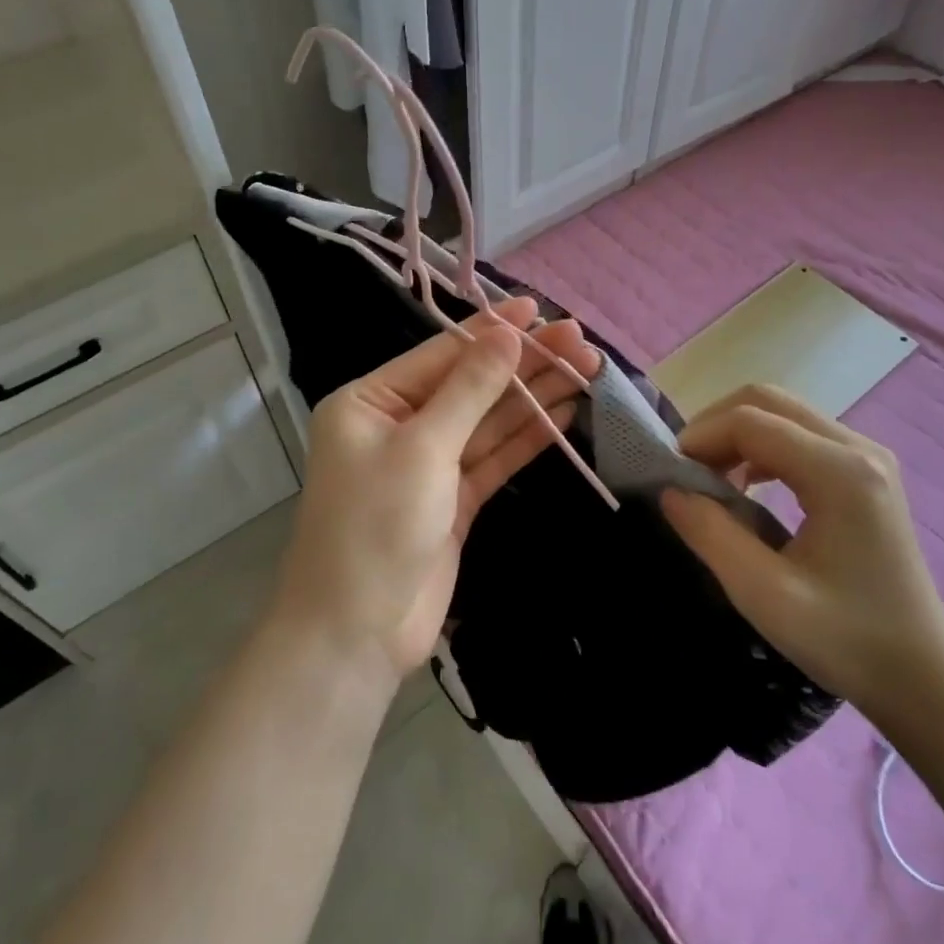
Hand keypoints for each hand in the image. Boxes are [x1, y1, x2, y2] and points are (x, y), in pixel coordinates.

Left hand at [276, 297, 601, 690]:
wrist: (357, 632)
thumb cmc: (375, 526)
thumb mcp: (422, 448)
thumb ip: (469, 390)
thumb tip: (508, 335)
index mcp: (370, 402)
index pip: (441, 355)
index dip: (492, 332)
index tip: (540, 310)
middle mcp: (397, 425)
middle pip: (469, 385)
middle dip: (523, 364)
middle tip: (580, 341)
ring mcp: (428, 465)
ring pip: (487, 421)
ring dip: (533, 397)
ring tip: (585, 370)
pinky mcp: (453, 501)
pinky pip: (493, 458)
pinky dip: (526, 438)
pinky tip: (564, 414)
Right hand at [659, 385, 943, 734]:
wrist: (922, 676)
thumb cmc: (846, 640)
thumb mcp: (763, 594)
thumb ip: (710, 534)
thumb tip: (669, 490)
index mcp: (840, 473)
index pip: (750, 421)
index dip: (700, 438)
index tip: (669, 475)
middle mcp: (859, 449)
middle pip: (767, 401)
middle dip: (715, 427)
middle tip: (685, 471)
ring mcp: (867, 457)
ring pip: (782, 413)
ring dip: (736, 435)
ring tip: (709, 480)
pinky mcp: (866, 473)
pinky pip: (800, 436)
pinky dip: (760, 448)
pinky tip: (745, 486)